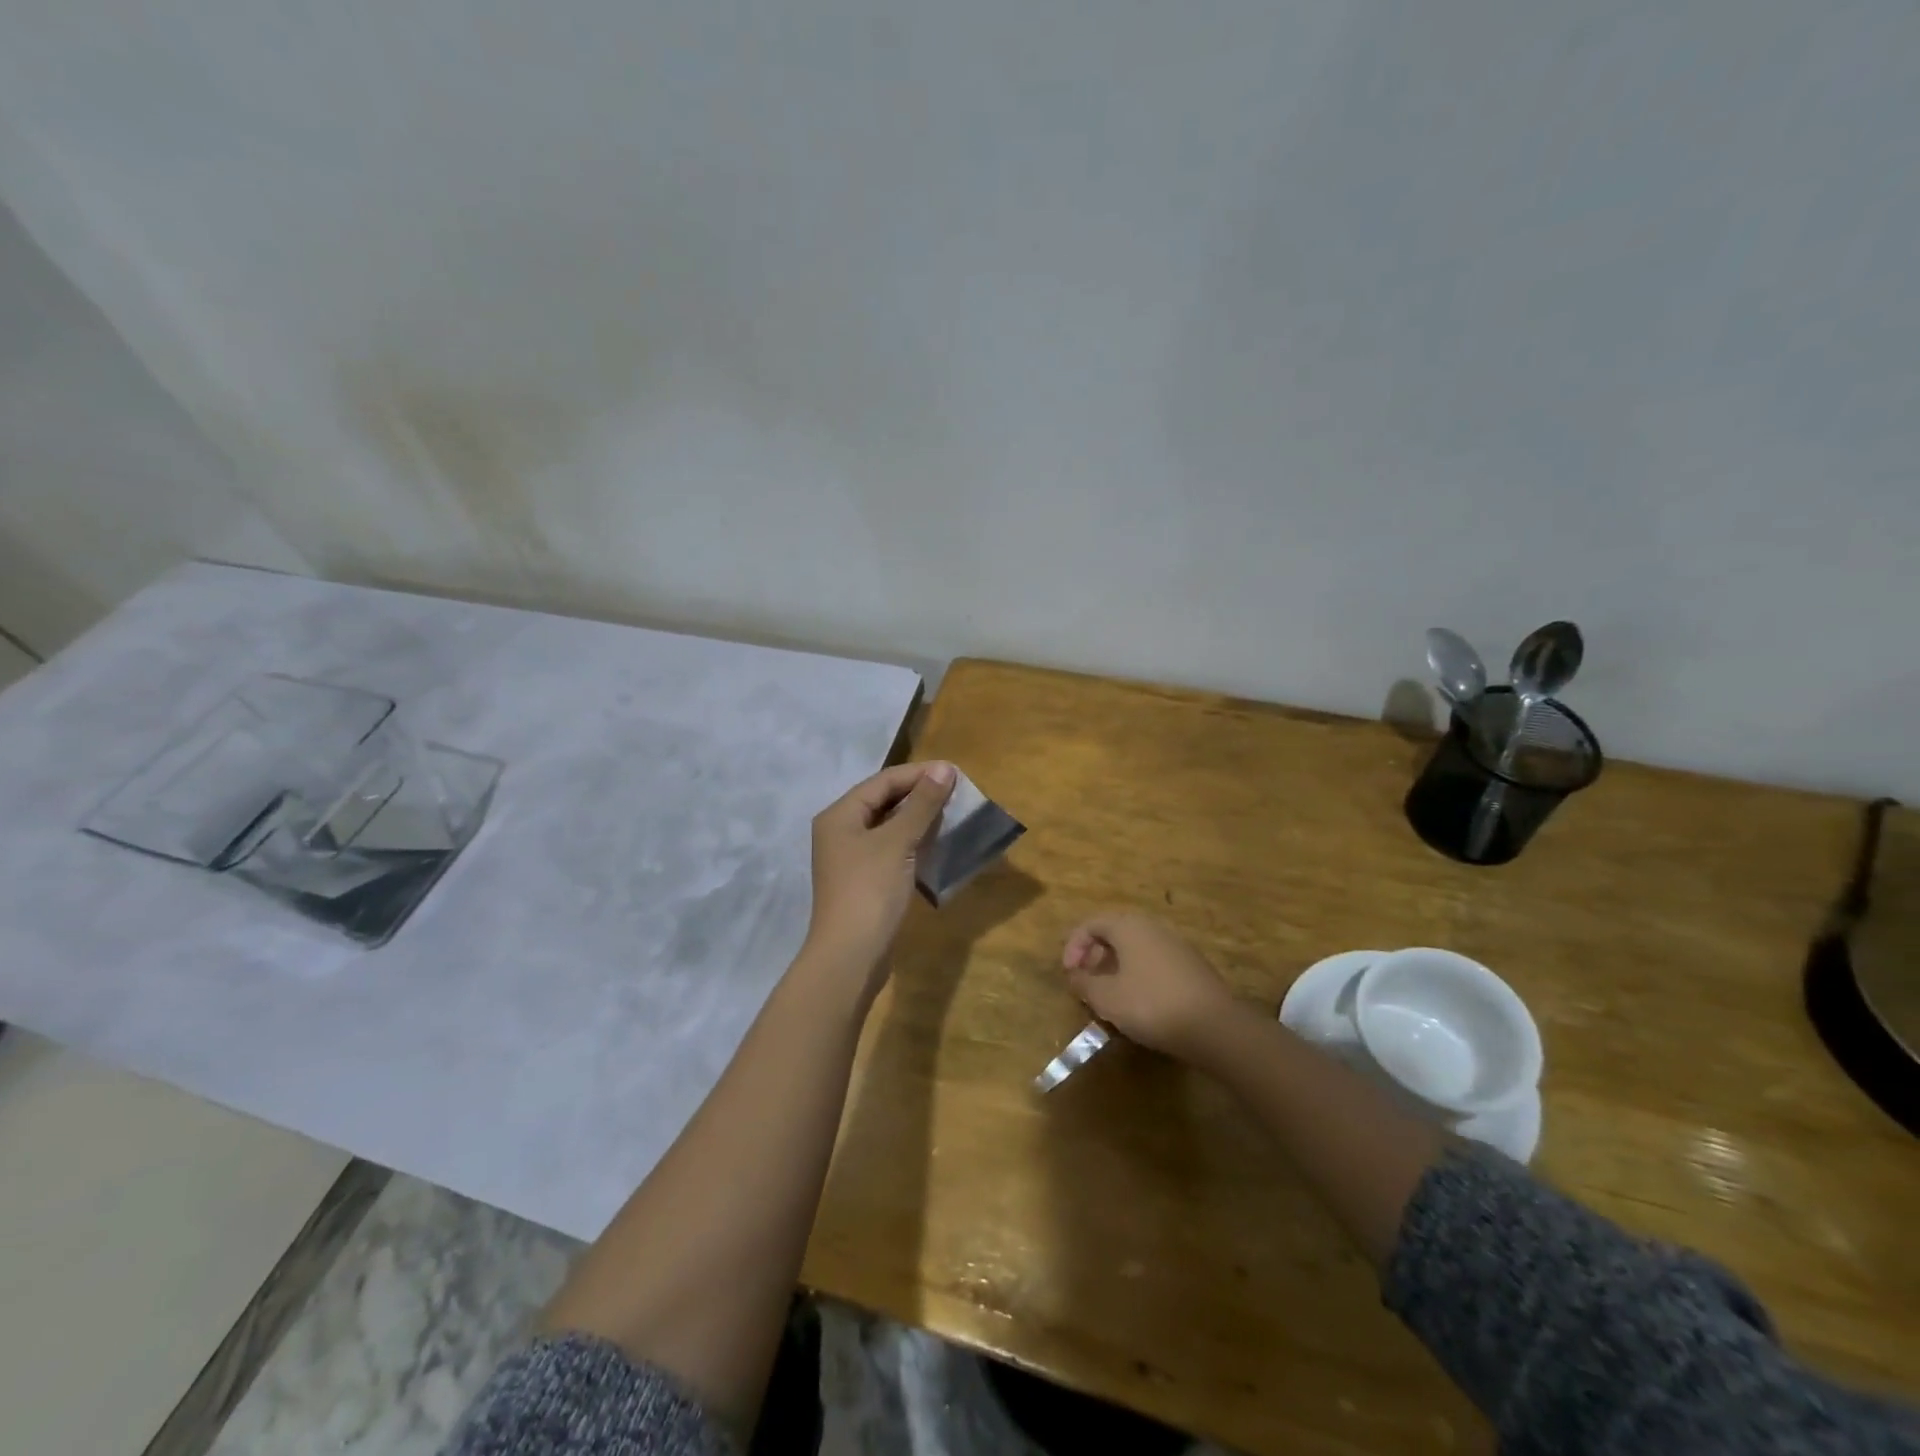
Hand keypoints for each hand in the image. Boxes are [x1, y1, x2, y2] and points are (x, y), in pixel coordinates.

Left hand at [800, 761, 955, 1000]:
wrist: (851, 956)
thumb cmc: (870, 891)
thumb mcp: (898, 842)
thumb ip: (922, 804)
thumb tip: (945, 769)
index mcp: (840, 815)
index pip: (883, 781)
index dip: (919, 774)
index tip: (955, 772)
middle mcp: (841, 831)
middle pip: (883, 801)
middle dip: (919, 794)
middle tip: (957, 792)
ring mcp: (851, 858)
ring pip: (889, 826)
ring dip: (919, 818)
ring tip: (952, 813)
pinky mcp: (864, 880)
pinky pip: (891, 849)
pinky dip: (913, 842)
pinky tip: (937, 843)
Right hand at [1061, 912, 1244, 1059]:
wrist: (1214, 1026)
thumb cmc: (1151, 1005)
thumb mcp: (1107, 998)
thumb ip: (1084, 984)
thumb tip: (1075, 976)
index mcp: (1128, 926)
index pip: (1091, 924)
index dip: (1073, 946)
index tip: (1069, 974)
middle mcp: (1152, 926)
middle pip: (1114, 932)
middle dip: (1095, 956)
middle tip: (1087, 982)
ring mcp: (1176, 944)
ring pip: (1136, 947)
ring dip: (1116, 966)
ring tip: (1110, 995)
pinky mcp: (1192, 964)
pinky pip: (1154, 960)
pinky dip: (1138, 973)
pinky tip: (1139, 1002)